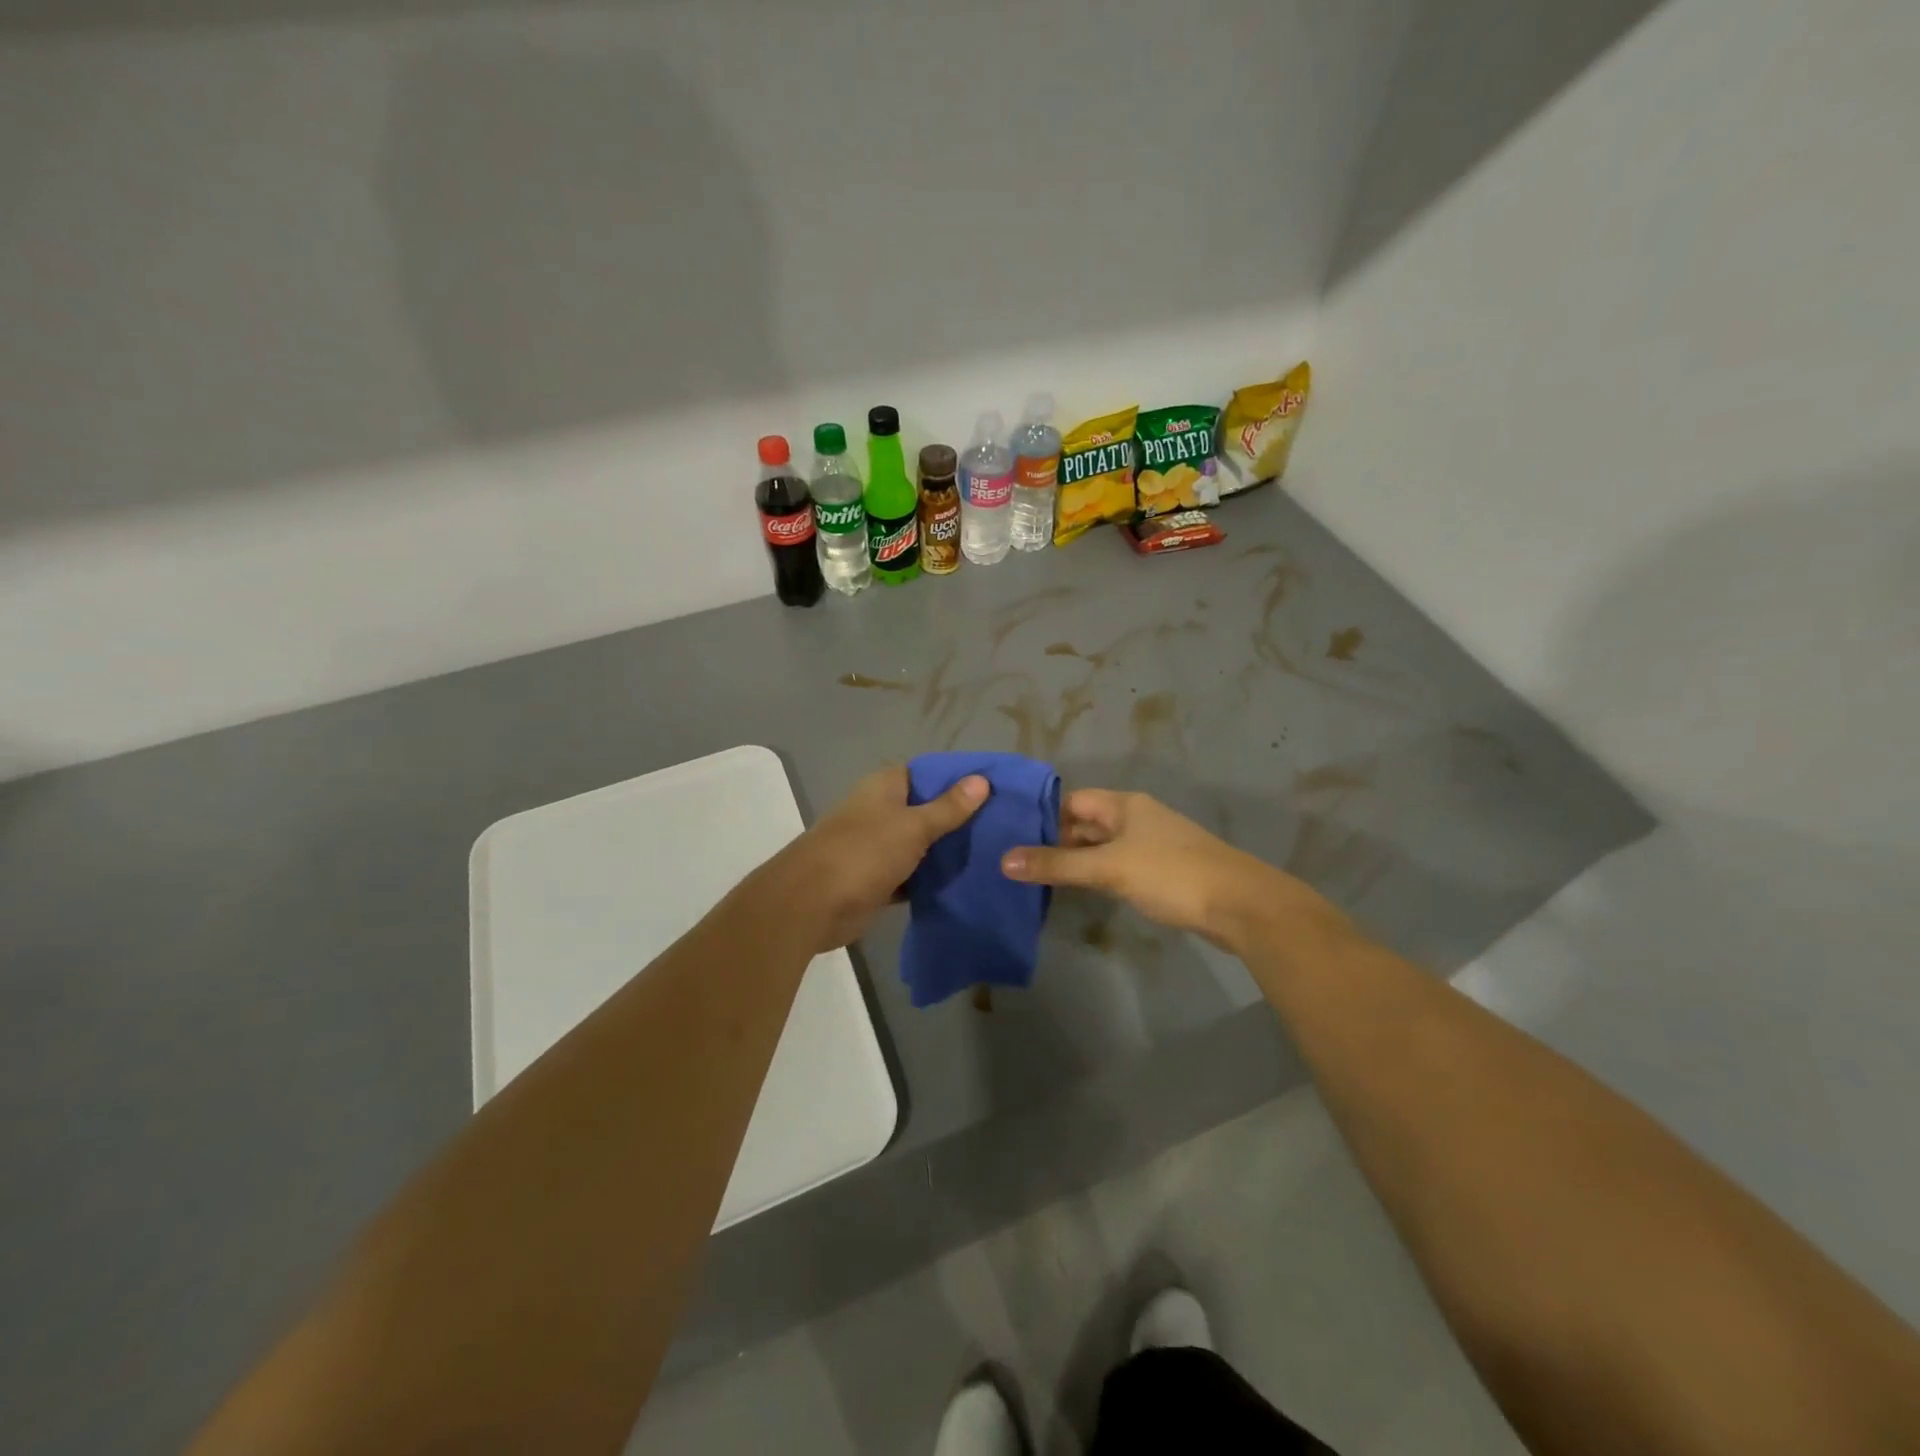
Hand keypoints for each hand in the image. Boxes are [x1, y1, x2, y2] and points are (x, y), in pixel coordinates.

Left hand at [761, 765, 988, 952]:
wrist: (812, 904)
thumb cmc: (863, 853)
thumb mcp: (913, 826)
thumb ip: (948, 807)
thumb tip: (981, 780)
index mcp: (884, 787)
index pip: (926, 773)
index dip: (957, 779)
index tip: (994, 789)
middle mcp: (879, 811)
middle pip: (925, 808)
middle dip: (958, 817)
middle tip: (1003, 825)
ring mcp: (877, 846)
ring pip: (919, 843)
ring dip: (946, 851)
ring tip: (993, 853)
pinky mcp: (877, 878)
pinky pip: (911, 873)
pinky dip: (930, 878)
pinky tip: (965, 882)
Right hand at [1000, 788, 1310, 949]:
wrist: (1240, 905)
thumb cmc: (1171, 874)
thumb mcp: (1108, 868)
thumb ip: (1058, 864)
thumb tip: (1005, 860)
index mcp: (1125, 805)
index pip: (1073, 801)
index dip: (1043, 816)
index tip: (1011, 835)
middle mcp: (1137, 818)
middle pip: (1086, 823)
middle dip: (1055, 840)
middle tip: (1017, 862)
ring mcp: (1151, 845)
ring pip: (1102, 847)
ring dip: (1075, 860)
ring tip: (1038, 878)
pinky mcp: (1162, 872)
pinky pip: (1118, 866)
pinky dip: (1097, 875)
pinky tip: (1080, 891)